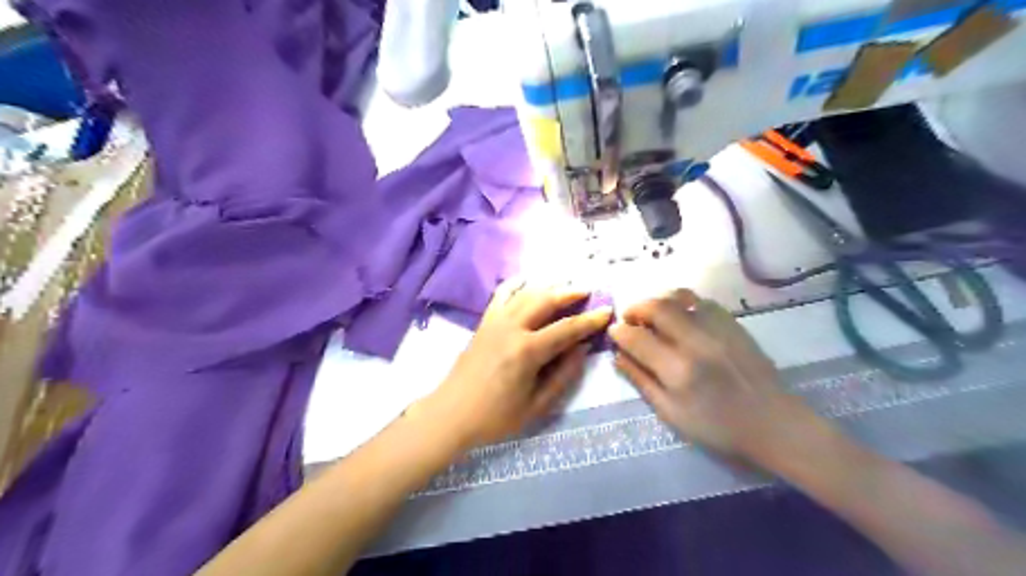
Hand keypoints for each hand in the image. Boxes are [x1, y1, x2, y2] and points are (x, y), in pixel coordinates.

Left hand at [424, 278, 607, 448]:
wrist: (451, 414)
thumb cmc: (496, 417)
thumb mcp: (537, 405)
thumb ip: (563, 375)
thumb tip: (582, 349)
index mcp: (527, 351)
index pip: (566, 328)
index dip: (590, 320)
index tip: (607, 310)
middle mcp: (511, 328)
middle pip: (546, 300)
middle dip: (570, 292)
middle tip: (588, 290)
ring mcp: (494, 321)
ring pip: (526, 293)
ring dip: (548, 286)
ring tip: (565, 284)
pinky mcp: (483, 322)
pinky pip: (501, 294)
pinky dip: (515, 283)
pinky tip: (526, 279)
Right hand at [608, 290, 819, 465]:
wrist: (773, 424)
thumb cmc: (718, 428)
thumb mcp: (671, 414)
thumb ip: (641, 381)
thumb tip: (618, 356)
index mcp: (677, 370)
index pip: (637, 338)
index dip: (620, 332)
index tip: (615, 333)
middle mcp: (696, 342)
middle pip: (656, 308)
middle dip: (635, 308)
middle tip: (630, 319)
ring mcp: (718, 329)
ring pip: (679, 297)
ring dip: (658, 300)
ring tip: (652, 313)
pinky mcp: (733, 324)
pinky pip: (701, 301)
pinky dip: (682, 303)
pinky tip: (679, 315)